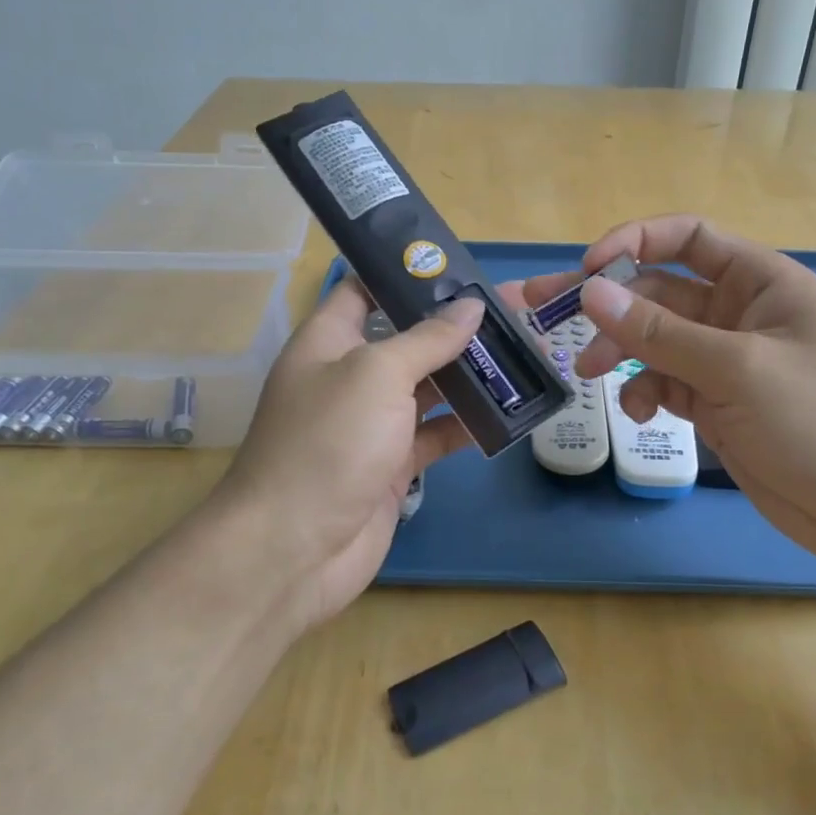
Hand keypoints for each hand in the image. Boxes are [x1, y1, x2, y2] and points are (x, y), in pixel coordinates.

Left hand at [211, 281, 488, 630]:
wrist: (294, 548)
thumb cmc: (329, 441)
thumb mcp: (377, 374)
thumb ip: (426, 338)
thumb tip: (470, 305)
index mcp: (328, 341)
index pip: (364, 290)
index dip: (405, 273)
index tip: (459, 266)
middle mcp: (349, 376)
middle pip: (405, 338)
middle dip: (452, 326)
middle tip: (509, 312)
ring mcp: (372, 423)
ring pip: (426, 387)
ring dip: (468, 374)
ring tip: (520, 354)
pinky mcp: (393, 464)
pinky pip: (435, 434)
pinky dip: (467, 424)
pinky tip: (507, 412)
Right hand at [520, 215, 815, 581]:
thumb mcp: (737, 370)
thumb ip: (660, 333)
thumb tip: (590, 293)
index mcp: (760, 282)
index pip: (688, 238)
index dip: (634, 242)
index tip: (587, 271)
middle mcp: (740, 314)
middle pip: (659, 292)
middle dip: (609, 305)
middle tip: (545, 317)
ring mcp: (728, 363)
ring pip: (656, 341)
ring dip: (621, 351)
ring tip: (590, 374)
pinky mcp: (719, 406)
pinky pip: (667, 384)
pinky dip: (645, 392)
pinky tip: (637, 412)